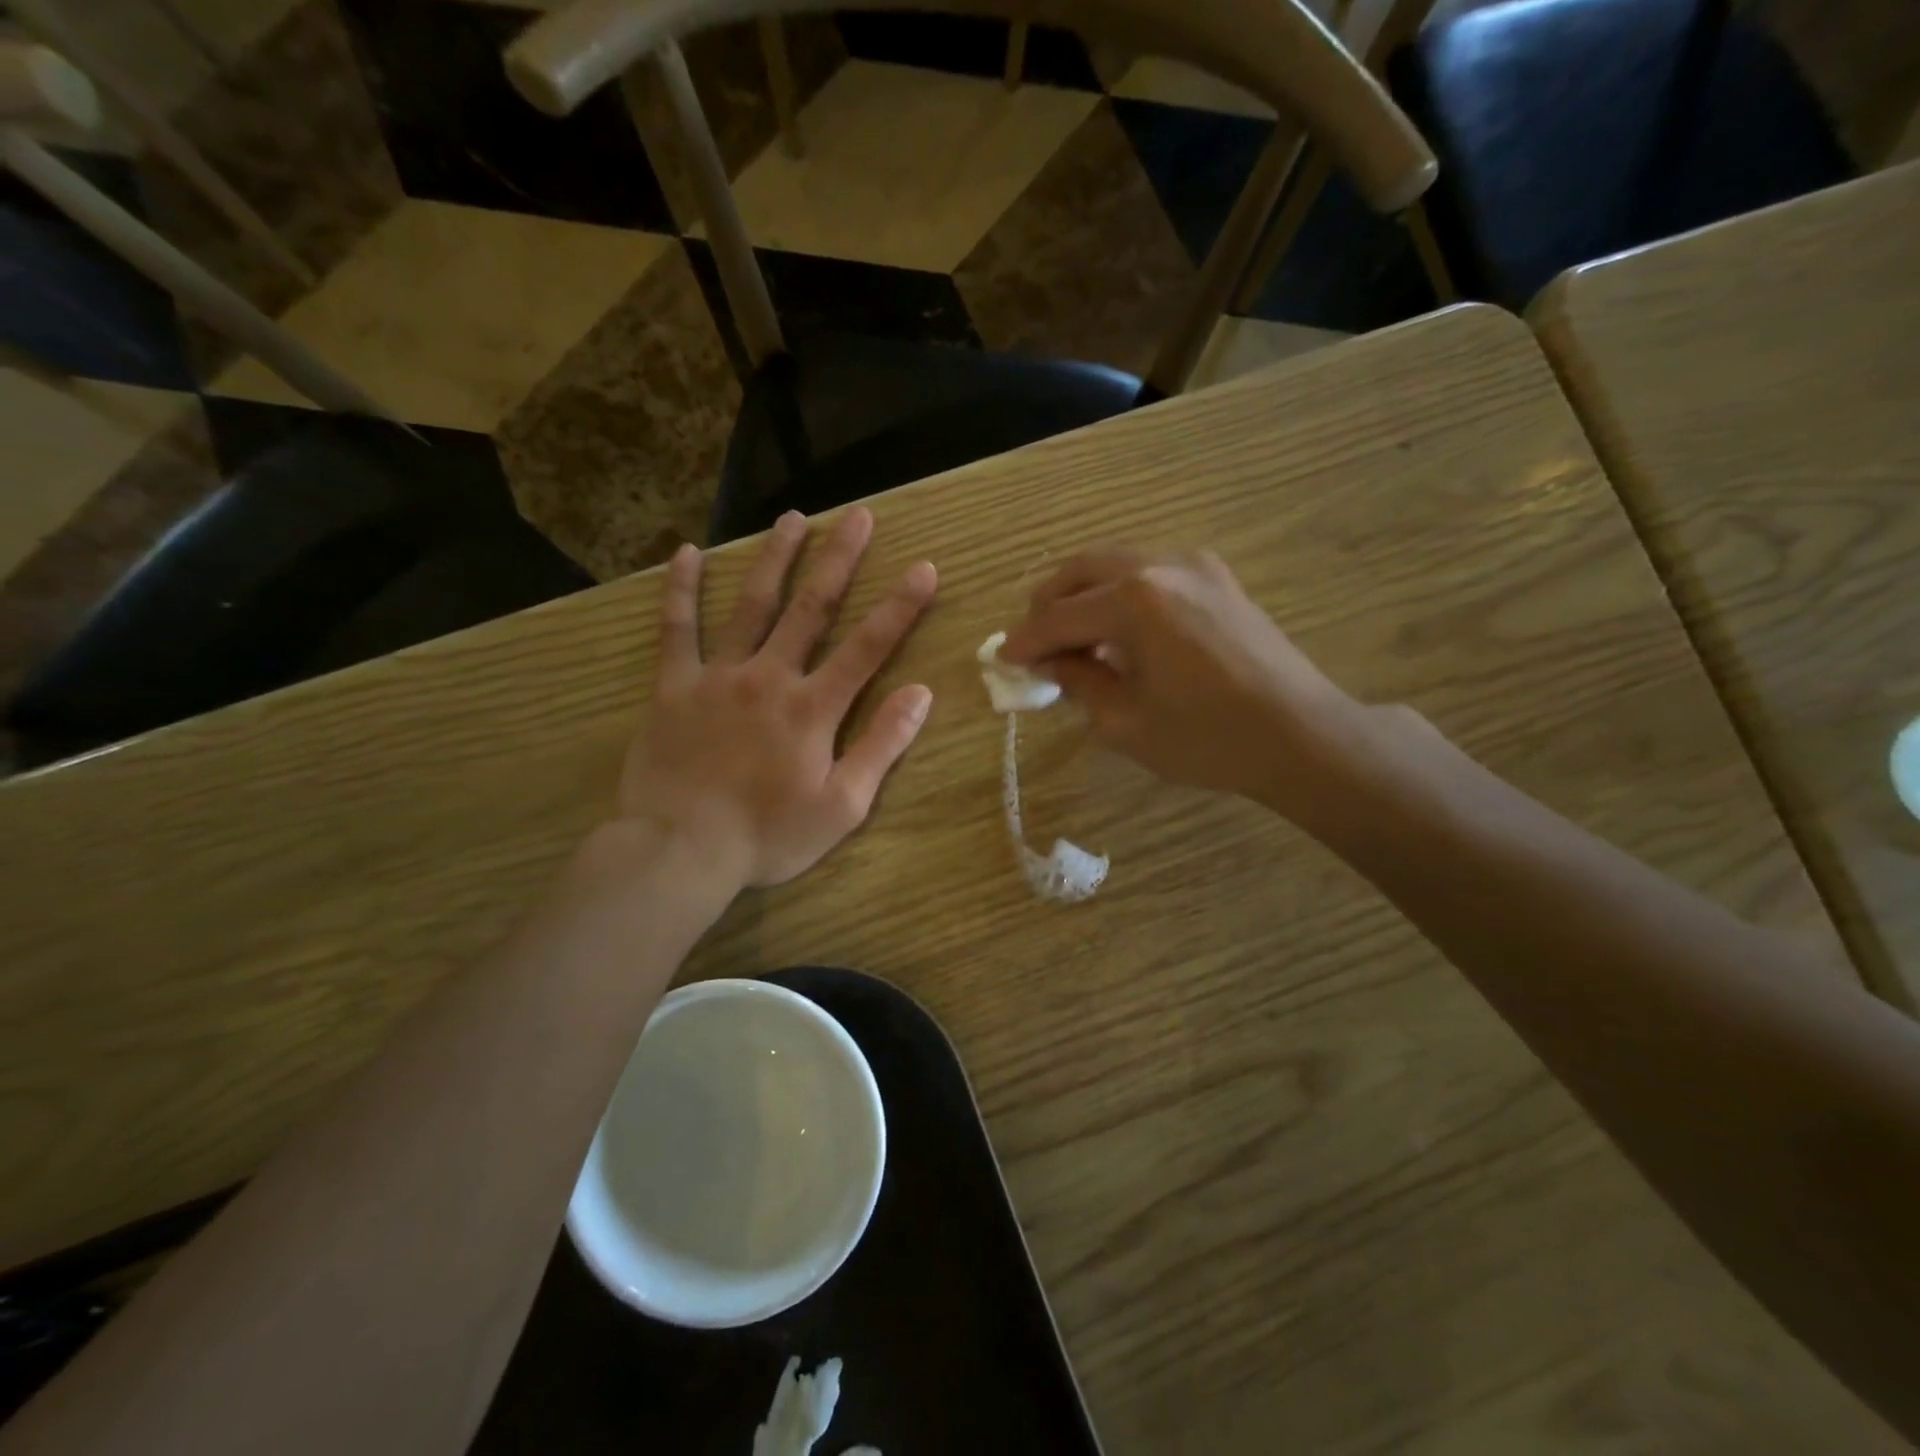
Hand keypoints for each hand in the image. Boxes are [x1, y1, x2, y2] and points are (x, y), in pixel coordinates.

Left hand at [617, 509, 936, 888]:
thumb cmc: (768, 835)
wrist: (680, 849)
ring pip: (752, 605)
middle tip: (859, 516)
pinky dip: (680, 591)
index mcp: (814, 708)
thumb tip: (920, 694)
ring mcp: (718, 677)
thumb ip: (881, 745)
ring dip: (775, 559)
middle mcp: (770, 677)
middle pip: (812, 608)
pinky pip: (676, 630)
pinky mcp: (674, 686)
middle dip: (840, 559)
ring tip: (792, 519)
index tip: (924, 567)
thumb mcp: (842, 805)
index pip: (868, 646)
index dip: (900, 606)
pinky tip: (686, 553)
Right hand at [1000, 548, 1367, 819]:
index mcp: (1135, 600)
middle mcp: (1161, 565)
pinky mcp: (1218, 577)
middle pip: (1082, 570)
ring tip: (1073, 638)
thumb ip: (1079, 680)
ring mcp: (1195, 565)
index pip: (1059, 616)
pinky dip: (1120, 592)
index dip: (1026, 641)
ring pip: (1117, 563)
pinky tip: (1119, 630)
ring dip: (1084, 594)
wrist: (1301, 735)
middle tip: (1034, 642)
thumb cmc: (1207, 738)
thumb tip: (1049, 662)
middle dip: (1049, 604)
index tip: (1003, 659)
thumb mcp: (1125, 721)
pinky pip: (1150, 571)